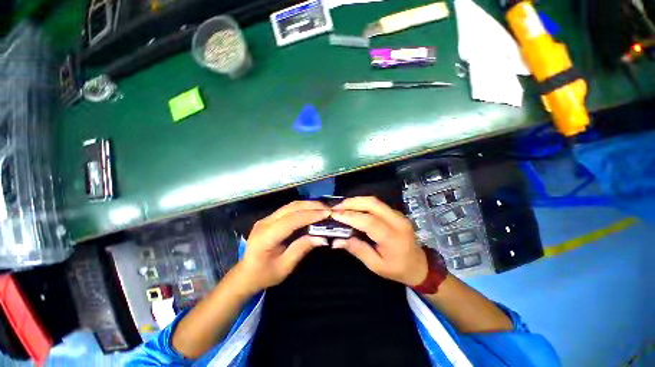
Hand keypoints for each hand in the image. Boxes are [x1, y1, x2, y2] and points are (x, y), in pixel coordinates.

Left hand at [238, 201, 330, 293]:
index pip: (291, 220)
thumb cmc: (264, 274)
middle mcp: (265, 222)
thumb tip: (322, 238)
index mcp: (266, 236)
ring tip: (323, 208)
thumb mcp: (285, 266)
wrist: (245, 273)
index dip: (310, 215)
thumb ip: (302, 248)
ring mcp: (266, 218)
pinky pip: (289, 209)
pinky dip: (302, 208)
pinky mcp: (270, 218)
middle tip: (328, 209)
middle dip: (311, 206)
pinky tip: (312, 211)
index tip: (327, 214)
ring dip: (308, 205)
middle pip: (291, 208)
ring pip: (290, 206)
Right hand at [330, 196, 427, 286]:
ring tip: (341, 207)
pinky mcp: (396, 212)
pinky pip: (377, 203)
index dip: (350, 216)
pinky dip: (362, 203)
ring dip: (356, 201)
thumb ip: (357, 250)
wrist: (420, 265)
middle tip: (336, 208)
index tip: (334, 215)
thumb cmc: (398, 269)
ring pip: (374, 200)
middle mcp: (397, 221)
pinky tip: (353, 208)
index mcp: (393, 237)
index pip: (369, 221)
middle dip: (351, 203)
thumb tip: (336, 241)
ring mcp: (398, 214)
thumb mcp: (376, 266)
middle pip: (372, 203)